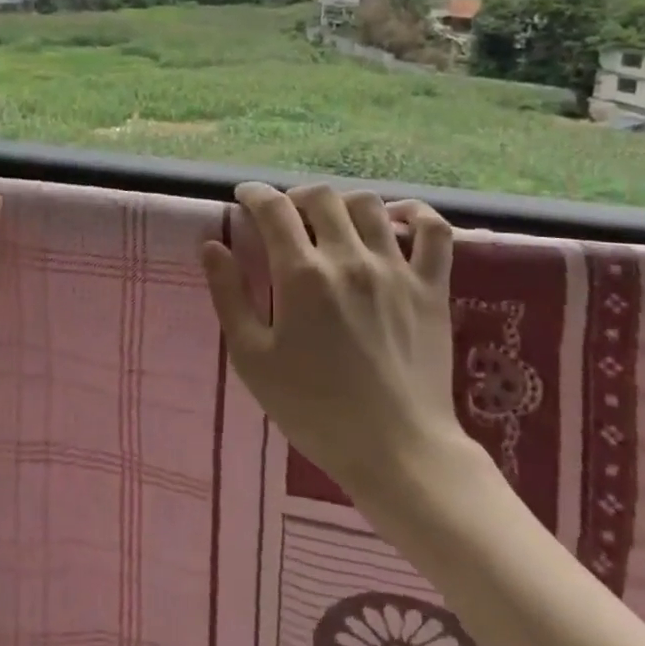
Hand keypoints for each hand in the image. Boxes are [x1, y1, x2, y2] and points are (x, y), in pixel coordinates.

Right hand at [200, 183, 481, 511]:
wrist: (396, 451)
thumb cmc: (313, 410)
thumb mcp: (252, 359)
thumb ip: (228, 295)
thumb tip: (211, 245)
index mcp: (302, 275)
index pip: (274, 209)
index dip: (255, 194)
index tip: (245, 197)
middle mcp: (349, 259)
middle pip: (321, 197)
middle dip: (295, 196)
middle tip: (285, 215)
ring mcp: (395, 270)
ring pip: (369, 205)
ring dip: (343, 203)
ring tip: (332, 220)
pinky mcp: (432, 287)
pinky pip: (433, 231)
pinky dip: (416, 214)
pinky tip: (397, 220)